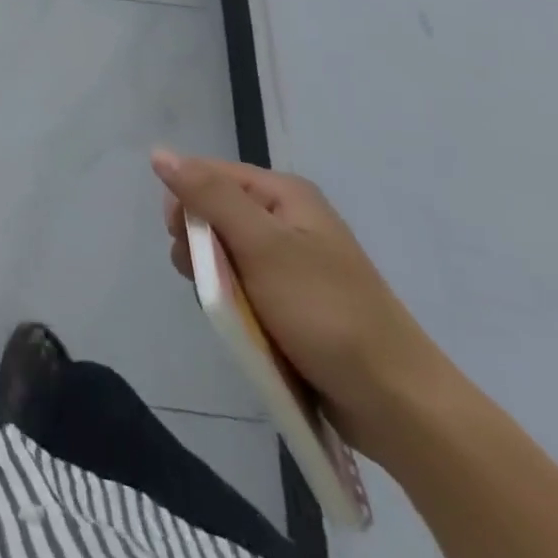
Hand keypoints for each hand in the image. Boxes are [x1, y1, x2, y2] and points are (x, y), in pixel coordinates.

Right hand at [152, 148, 450, 462]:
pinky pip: (242, 286)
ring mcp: (291, 261)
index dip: (185, 203)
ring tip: (229, 310)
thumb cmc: (326, 313)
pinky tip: (242, 323)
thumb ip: (209, 196)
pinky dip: (233, 302)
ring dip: (214, 279)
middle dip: (198, 245)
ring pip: (223, 253)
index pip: (208, 174)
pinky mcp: (292, 300)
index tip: (182, 242)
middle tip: (205, 280)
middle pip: (213, 212)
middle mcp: (287, 218)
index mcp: (284, 194)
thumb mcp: (262, 246)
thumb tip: (159, 153)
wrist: (398, 405)